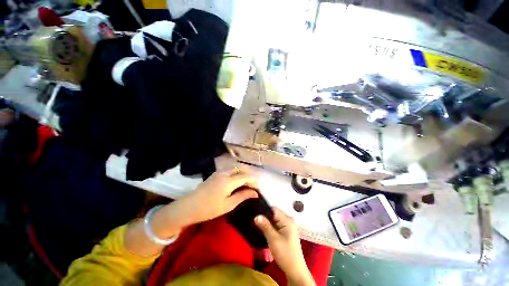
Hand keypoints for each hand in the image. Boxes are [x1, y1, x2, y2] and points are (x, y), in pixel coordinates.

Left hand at [154, 168, 258, 237]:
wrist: (189, 207)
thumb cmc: (209, 209)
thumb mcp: (228, 205)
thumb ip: (243, 196)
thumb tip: (255, 193)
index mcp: (229, 181)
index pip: (246, 177)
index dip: (254, 181)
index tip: (258, 188)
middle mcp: (225, 173)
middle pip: (241, 169)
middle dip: (249, 175)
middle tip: (253, 185)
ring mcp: (219, 172)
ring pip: (235, 168)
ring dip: (242, 173)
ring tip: (246, 183)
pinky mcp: (215, 174)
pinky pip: (229, 170)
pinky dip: (236, 173)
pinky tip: (236, 181)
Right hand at [255, 208, 314, 285]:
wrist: (295, 270)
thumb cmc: (285, 254)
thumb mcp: (273, 239)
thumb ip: (265, 226)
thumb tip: (256, 216)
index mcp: (287, 219)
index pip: (273, 209)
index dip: (264, 209)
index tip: (254, 213)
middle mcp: (288, 220)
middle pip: (273, 213)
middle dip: (264, 216)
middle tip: (254, 219)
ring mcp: (287, 226)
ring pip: (274, 220)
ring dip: (266, 222)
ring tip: (256, 223)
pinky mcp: (286, 232)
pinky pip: (276, 225)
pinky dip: (270, 226)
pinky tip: (263, 229)